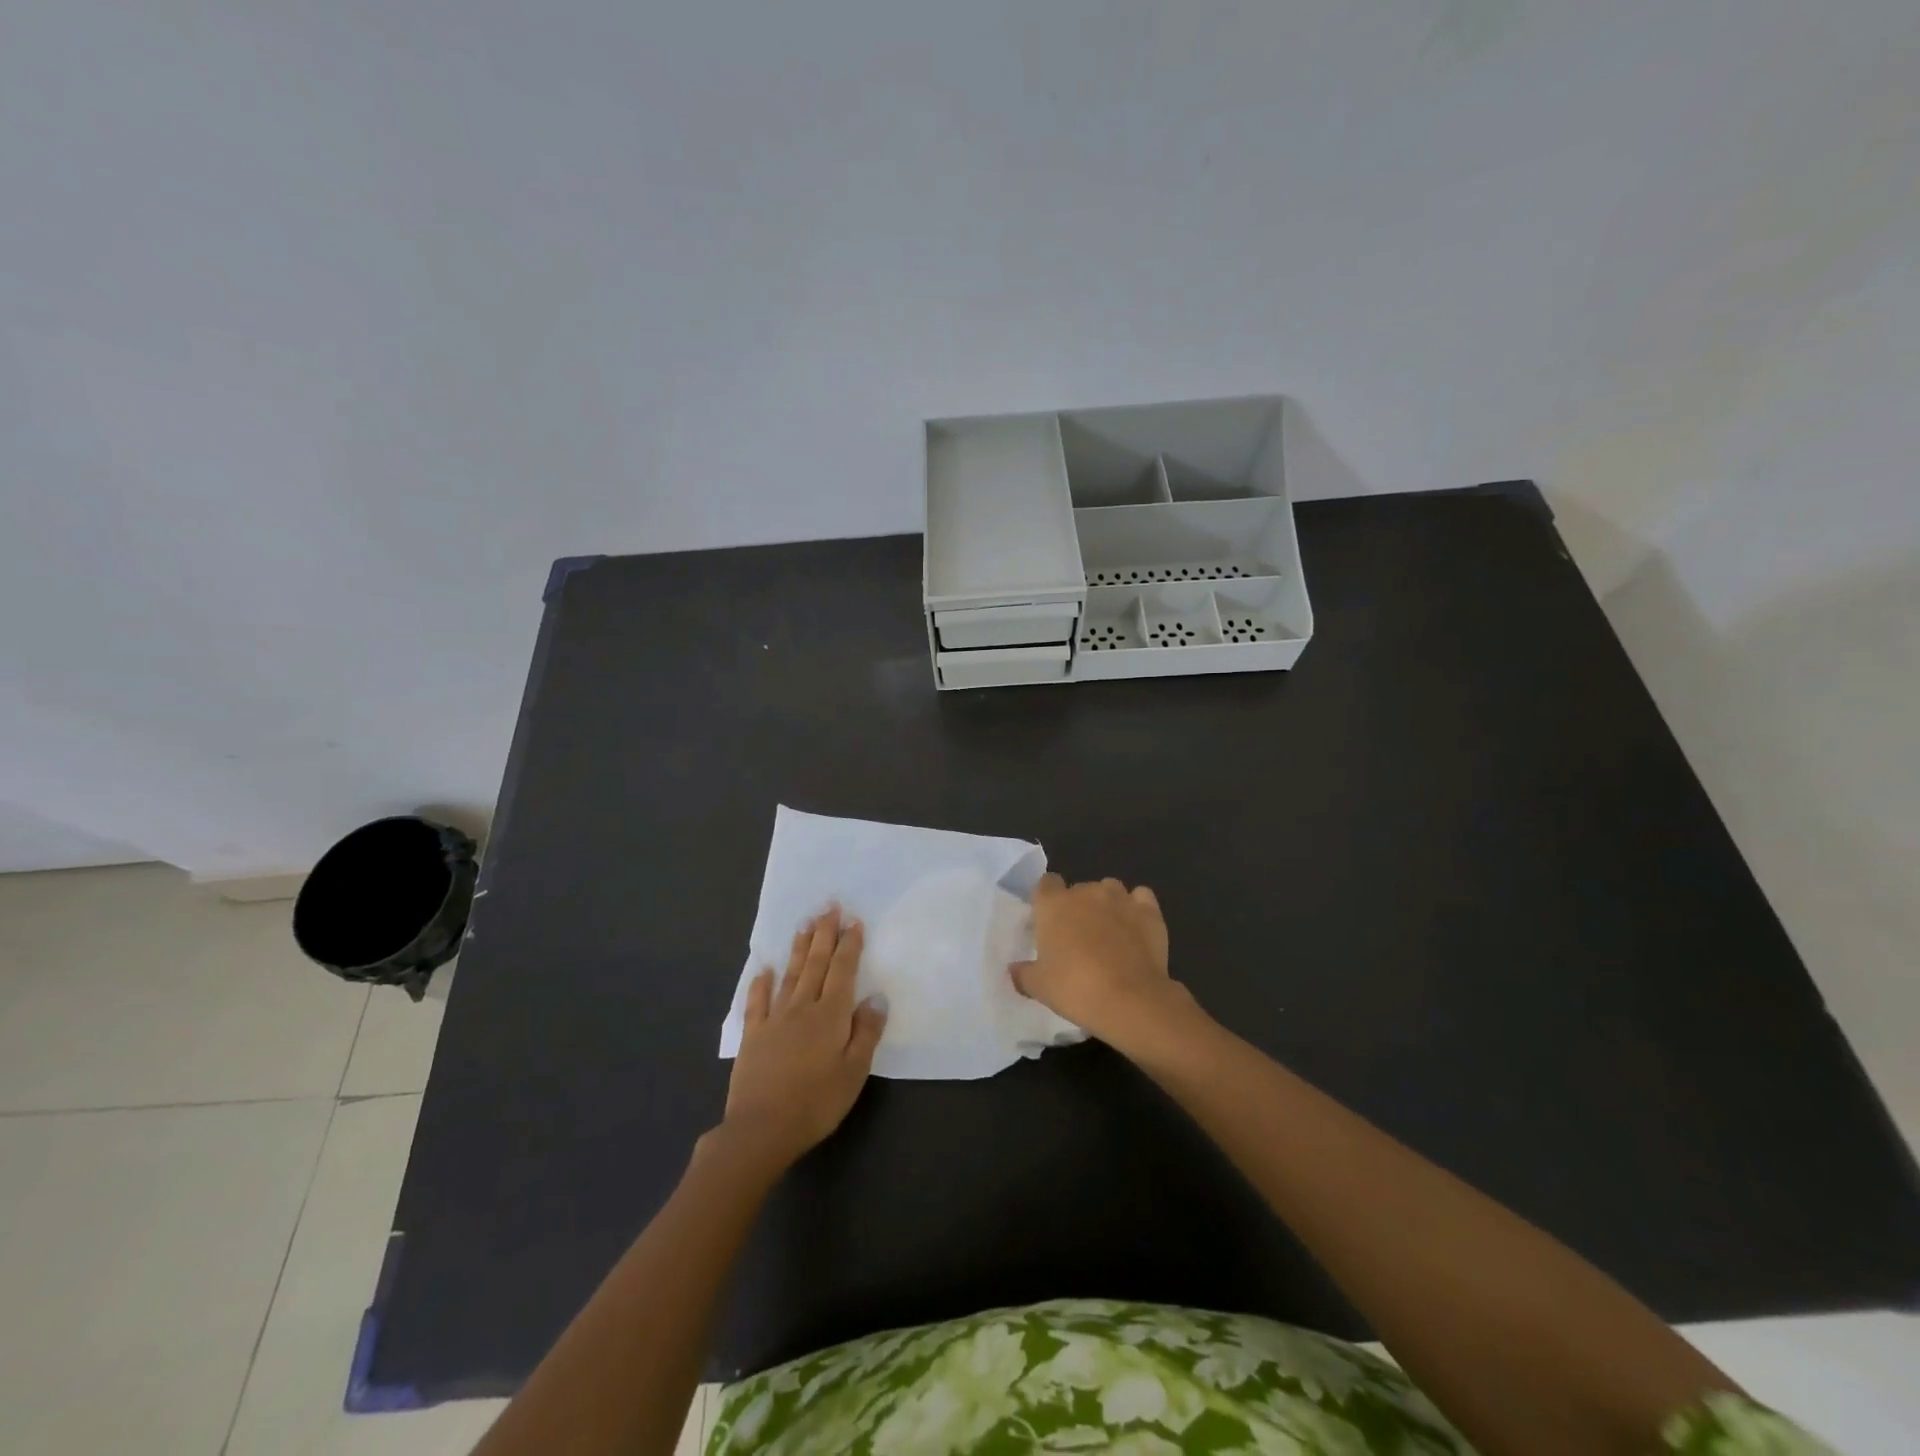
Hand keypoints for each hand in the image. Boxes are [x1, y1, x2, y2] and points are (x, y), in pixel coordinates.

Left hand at [720, 907, 887, 1168]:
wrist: (761, 1129)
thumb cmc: (816, 1103)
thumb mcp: (854, 1071)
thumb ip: (866, 1031)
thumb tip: (875, 996)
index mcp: (831, 1015)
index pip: (843, 970)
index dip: (849, 944)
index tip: (853, 920)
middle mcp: (803, 1007)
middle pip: (816, 963)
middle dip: (824, 933)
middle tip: (828, 905)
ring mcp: (774, 1019)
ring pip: (790, 975)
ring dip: (798, 948)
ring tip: (804, 923)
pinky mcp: (753, 1035)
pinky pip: (757, 1002)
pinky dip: (761, 983)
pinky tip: (763, 969)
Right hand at [1010, 874, 1194, 1052]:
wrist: (1130, 999)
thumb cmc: (1075, 989)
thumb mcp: (1038, 987)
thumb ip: (1023, 973)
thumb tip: (1013, 969)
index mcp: (1053, 904)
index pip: (1045, 883)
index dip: (1046, 900)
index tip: (1048, 921)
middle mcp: (1086, 892)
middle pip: (1078, 889)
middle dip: (1077, 907)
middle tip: (1078, 937)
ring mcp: (1120, 898)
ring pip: (1109, 889)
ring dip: (1106, 904)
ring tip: (1109, 932)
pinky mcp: (1149, 911)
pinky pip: (1140, 898)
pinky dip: (1137, 908)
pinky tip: (1135, 927)